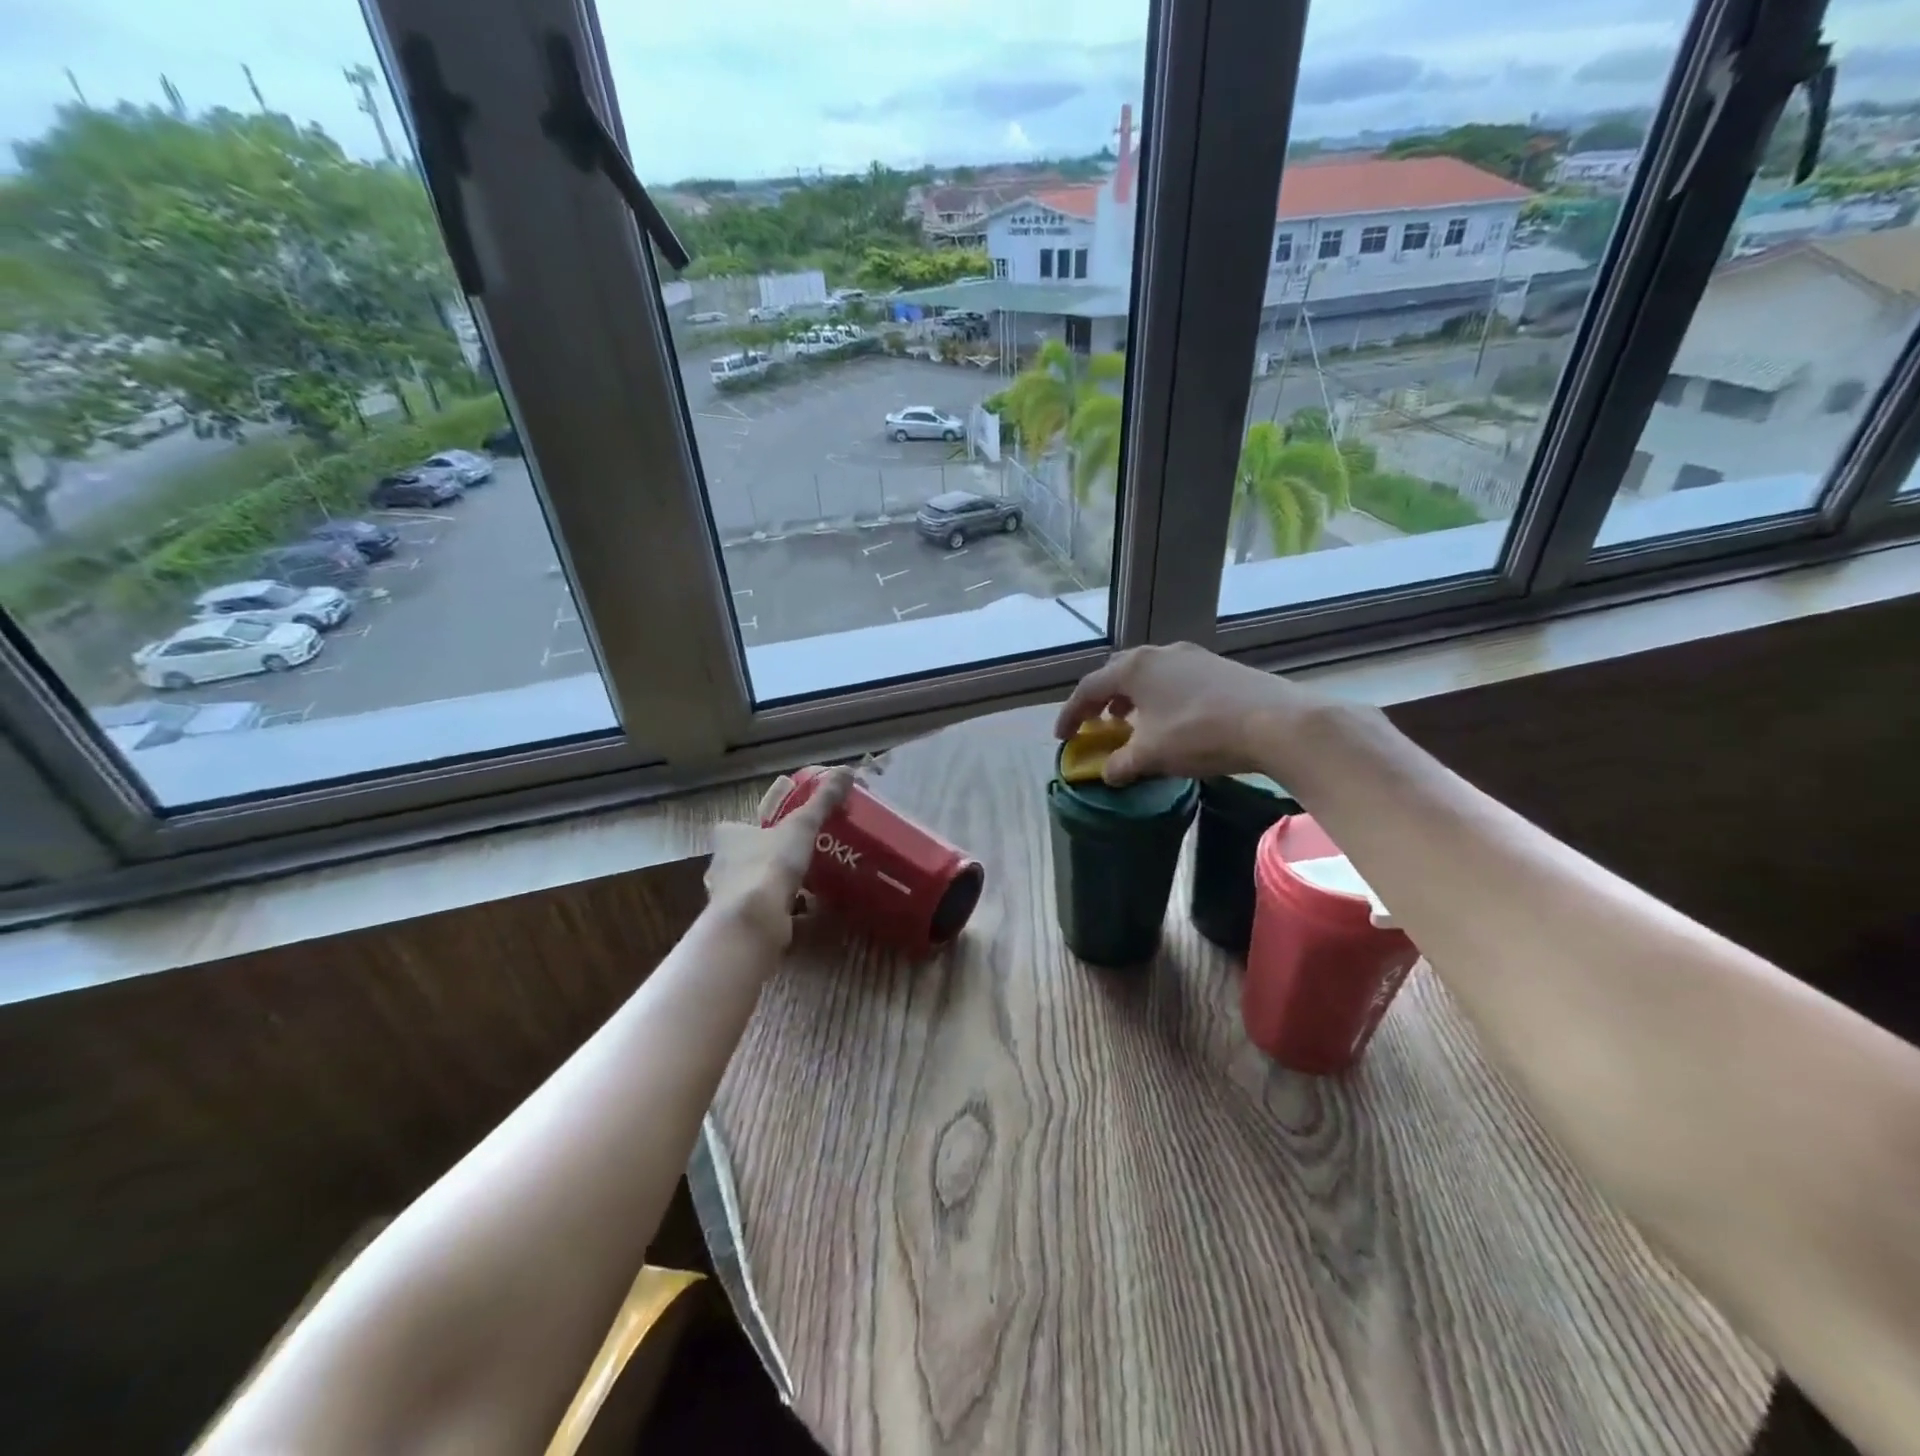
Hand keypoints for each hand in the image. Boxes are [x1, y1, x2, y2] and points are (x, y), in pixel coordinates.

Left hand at [705, 768, 853, 948]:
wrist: (752, 921)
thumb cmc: (769, 865)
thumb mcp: (801, 826)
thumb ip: (822, 802)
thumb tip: (846, 770)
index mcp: (729, 837)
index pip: (737, 826)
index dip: (757, 826)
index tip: (780, 828)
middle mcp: (722, 866)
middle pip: (746, 857)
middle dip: (769, 857)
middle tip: (800, 855)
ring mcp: (729, 899)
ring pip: (755, 887)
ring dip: (777, 886)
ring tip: (809, 884)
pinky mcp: (741, 925)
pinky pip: (766, 913)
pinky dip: (784, 912)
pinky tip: (807, 913)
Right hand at [1055, 643, 1332, 784]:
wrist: (1275, 721)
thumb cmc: (1199, 734)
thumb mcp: (1152, 756)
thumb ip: (1121, 764)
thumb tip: (1108, 774)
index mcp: (1134, 669)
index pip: (1088, 688)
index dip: (1071, 714)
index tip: (1063, 737)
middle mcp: (1158, 654)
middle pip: (1117, 673)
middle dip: (1102, 700)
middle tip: (1097, 723)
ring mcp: (1191, 656)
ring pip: (1148, 674)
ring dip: (1132, 698)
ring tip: (1132, 722)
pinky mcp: (1217, 666)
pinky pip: (1174, 678)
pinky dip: (1160, 697)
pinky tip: (1171, 719)